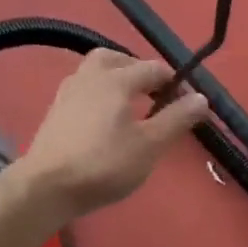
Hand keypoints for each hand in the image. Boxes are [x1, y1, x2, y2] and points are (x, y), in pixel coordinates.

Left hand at [18, 51, 210, 219]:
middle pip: (115, 59)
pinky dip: (98, 96)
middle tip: (152, 93)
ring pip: (94, 73)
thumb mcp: (149, 145)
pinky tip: (103, 120)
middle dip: (137, 70)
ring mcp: (66, 93)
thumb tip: (200, 97)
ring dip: (115, 80)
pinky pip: (82, 91)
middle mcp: (88, 77)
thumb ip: (176, 119)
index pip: (153, 68)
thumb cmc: (104, 164)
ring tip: (129, 106)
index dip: (174, 82)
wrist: (47, 186)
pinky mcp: (54, 112)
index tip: (187, 102)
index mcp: (115, 79)